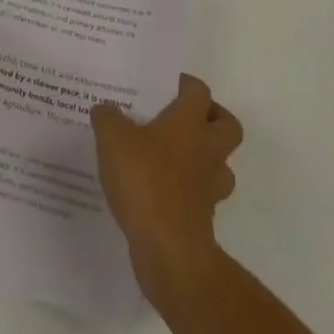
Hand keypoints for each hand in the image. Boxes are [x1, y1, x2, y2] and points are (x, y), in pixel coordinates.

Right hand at [91, 74, 242, 304]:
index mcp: (189, 122)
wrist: (169, 250)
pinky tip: (160, 189)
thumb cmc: (145, 181)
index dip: (186, 84)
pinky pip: (202, 195)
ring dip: (204, 157)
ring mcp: (209, 186)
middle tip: (183, 117)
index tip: (166, 84)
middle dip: (212, 118)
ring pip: (220, 164)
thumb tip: (105, 109)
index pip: (199, 91)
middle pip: (228, 125)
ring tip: (172, 155)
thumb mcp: (112, 139)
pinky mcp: (203, 217)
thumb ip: (107, 117)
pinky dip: (188, 190)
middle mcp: (207, 150)